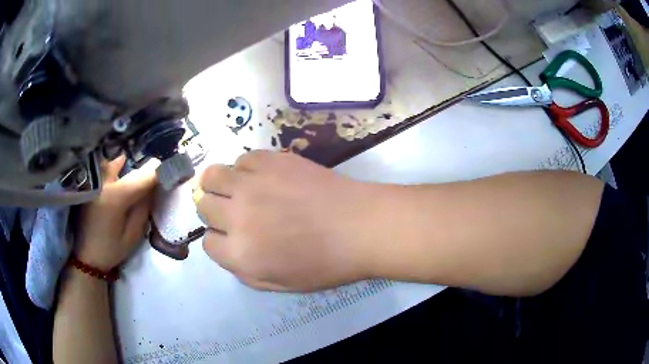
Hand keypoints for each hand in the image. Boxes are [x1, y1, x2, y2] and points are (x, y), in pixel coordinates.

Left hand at [74, 156, 156, 270]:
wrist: (87, 255)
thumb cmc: (111, 249)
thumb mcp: (133, 235)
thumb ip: (144, 208)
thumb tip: (153, 187)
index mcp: (116, 196)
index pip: (145, 175)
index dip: (161, 171)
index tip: (174, 170)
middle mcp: (104, 180)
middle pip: (130, 163)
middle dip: (144, 168)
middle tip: (154, 174)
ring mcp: (94, 178)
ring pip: (115, 161)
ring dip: (127, 164)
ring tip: (135, 171)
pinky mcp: (89, 181)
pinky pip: (105, 166)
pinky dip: (114, 165)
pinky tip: (119, 170)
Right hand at [196, 151, 386, 291]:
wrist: (360, 226)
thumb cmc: (327, 263)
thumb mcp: (281, 285)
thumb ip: (244, 272)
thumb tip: (227, 250)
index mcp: (240, 254)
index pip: (208, 244)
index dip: (219, 241)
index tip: (232, 238)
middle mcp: (237, 216)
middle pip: (204, 207)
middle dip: (215, 212)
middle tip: (235, 213)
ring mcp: (252, 184)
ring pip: (212, 176)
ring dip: (217, 184)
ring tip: (234, 188)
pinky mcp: (270, 160)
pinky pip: (241, 159)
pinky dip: (245, 169)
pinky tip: (262, 176)